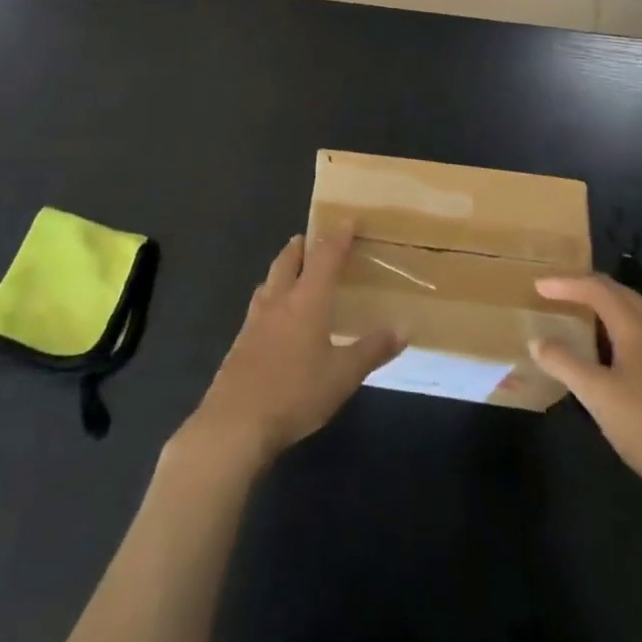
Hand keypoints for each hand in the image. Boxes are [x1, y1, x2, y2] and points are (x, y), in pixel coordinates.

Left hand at [176, 226, 401, 471]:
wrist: (236, 422)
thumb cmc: (296, 393)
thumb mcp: (343, 376)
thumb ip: (372, 350)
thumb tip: (404, 328)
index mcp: (308, 300)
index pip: (325, 257)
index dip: (337, 237)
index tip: (347, 220)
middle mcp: (280, 300)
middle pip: (288, 261)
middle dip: (301, 246)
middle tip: (311, 238)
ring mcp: (255, 320)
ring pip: (269, 281)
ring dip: (282, 269)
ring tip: (292, 271)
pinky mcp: (240, 342)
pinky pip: (258, 306)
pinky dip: (270, 297)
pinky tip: (273, 316)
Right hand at [531, 273, 641, 505]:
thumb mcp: (599, 395)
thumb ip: (566, 364)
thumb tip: (536, 340)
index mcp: (635, 330)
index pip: (598, 290)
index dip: (566, 283)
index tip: (536, 285)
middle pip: (620, 295)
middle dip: (587, 285)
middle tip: (557, 289)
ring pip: (630, 317)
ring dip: (601, 307)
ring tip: (575, 314)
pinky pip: (633, 339)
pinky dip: (611, 332)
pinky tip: (600, 357)